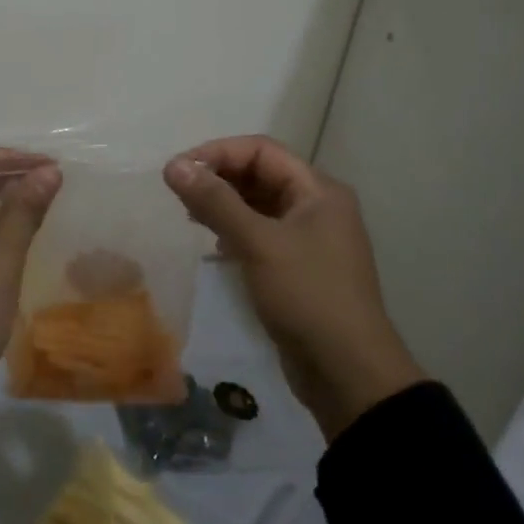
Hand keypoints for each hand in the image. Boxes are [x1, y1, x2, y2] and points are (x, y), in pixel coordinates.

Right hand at [164, 136, 423, 441]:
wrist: (348, 373)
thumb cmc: (307, 296)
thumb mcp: (258, 243)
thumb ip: (215, 202)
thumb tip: (174, 165)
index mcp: (317, 190)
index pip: (261, 150)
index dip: (218, 153)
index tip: (179, 170)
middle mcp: (316, 206)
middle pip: (260, 174)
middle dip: (219, 178)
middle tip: (178, 194)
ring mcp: (309, 238)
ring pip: (258, 205)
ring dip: (224, 205)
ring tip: (190, 216)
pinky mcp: (298, 267)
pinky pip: (261, 234)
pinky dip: (235, 231)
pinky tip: (215, 246)